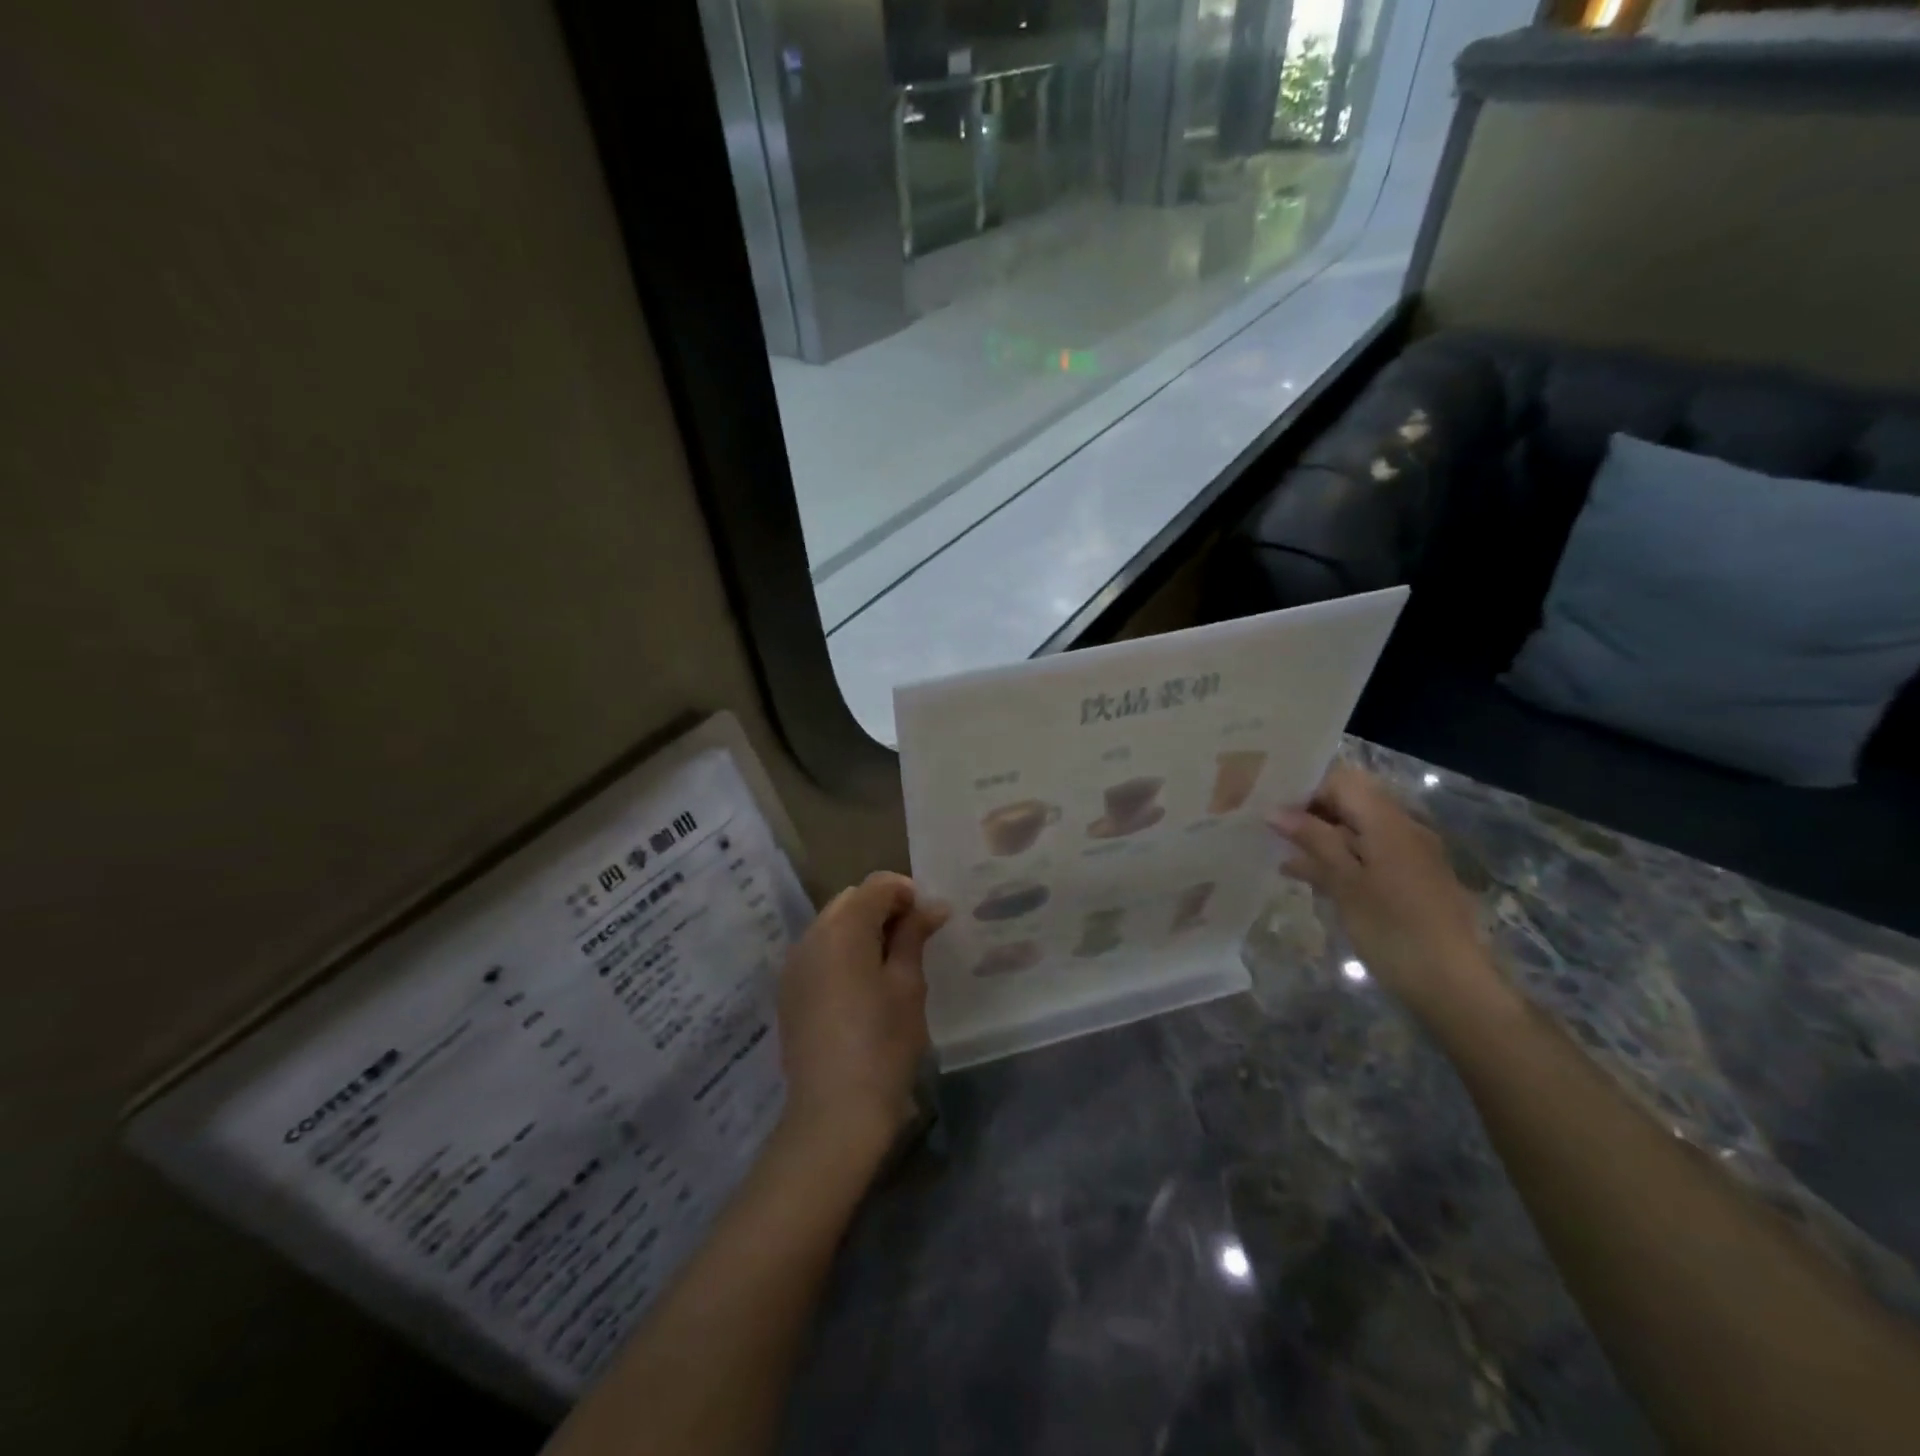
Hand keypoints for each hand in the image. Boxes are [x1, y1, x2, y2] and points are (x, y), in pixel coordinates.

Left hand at [775, 872, 948, 1163]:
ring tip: (891, 962)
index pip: (876, 886)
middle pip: (850, 901)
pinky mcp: (789, 992)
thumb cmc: (882, 1044)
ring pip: (832, 925)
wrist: (834, 1113)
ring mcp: (794, 965)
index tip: (930, 920)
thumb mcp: (907, 985)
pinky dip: (842, 953)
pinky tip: (863, 985)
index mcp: (842, 929)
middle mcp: (810, 937)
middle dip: (883, 908)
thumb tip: (931, 906)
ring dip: (862, 930)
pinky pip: (819, 953)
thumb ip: (914, 936)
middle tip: (914, 939)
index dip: (907, 893)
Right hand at [1271, 766, 1501, 1024]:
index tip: (1272, 809)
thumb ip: (1313, 841)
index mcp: (1388, 822)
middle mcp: (1403, 829)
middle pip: (1351, 803)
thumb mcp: (1345, 884)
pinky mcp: (1410, 881)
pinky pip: (1368, 855)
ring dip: (1320, 838)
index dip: (1306, 789)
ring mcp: (1409, 856)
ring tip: (1280, 854)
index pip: (1342, 781)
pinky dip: (1339, 860)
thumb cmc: (1394, 930)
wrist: (1454, 987)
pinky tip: (1308, 877)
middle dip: (1310, 813)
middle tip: (1269, 831)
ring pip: (1357, 831)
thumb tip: (1276, 811)